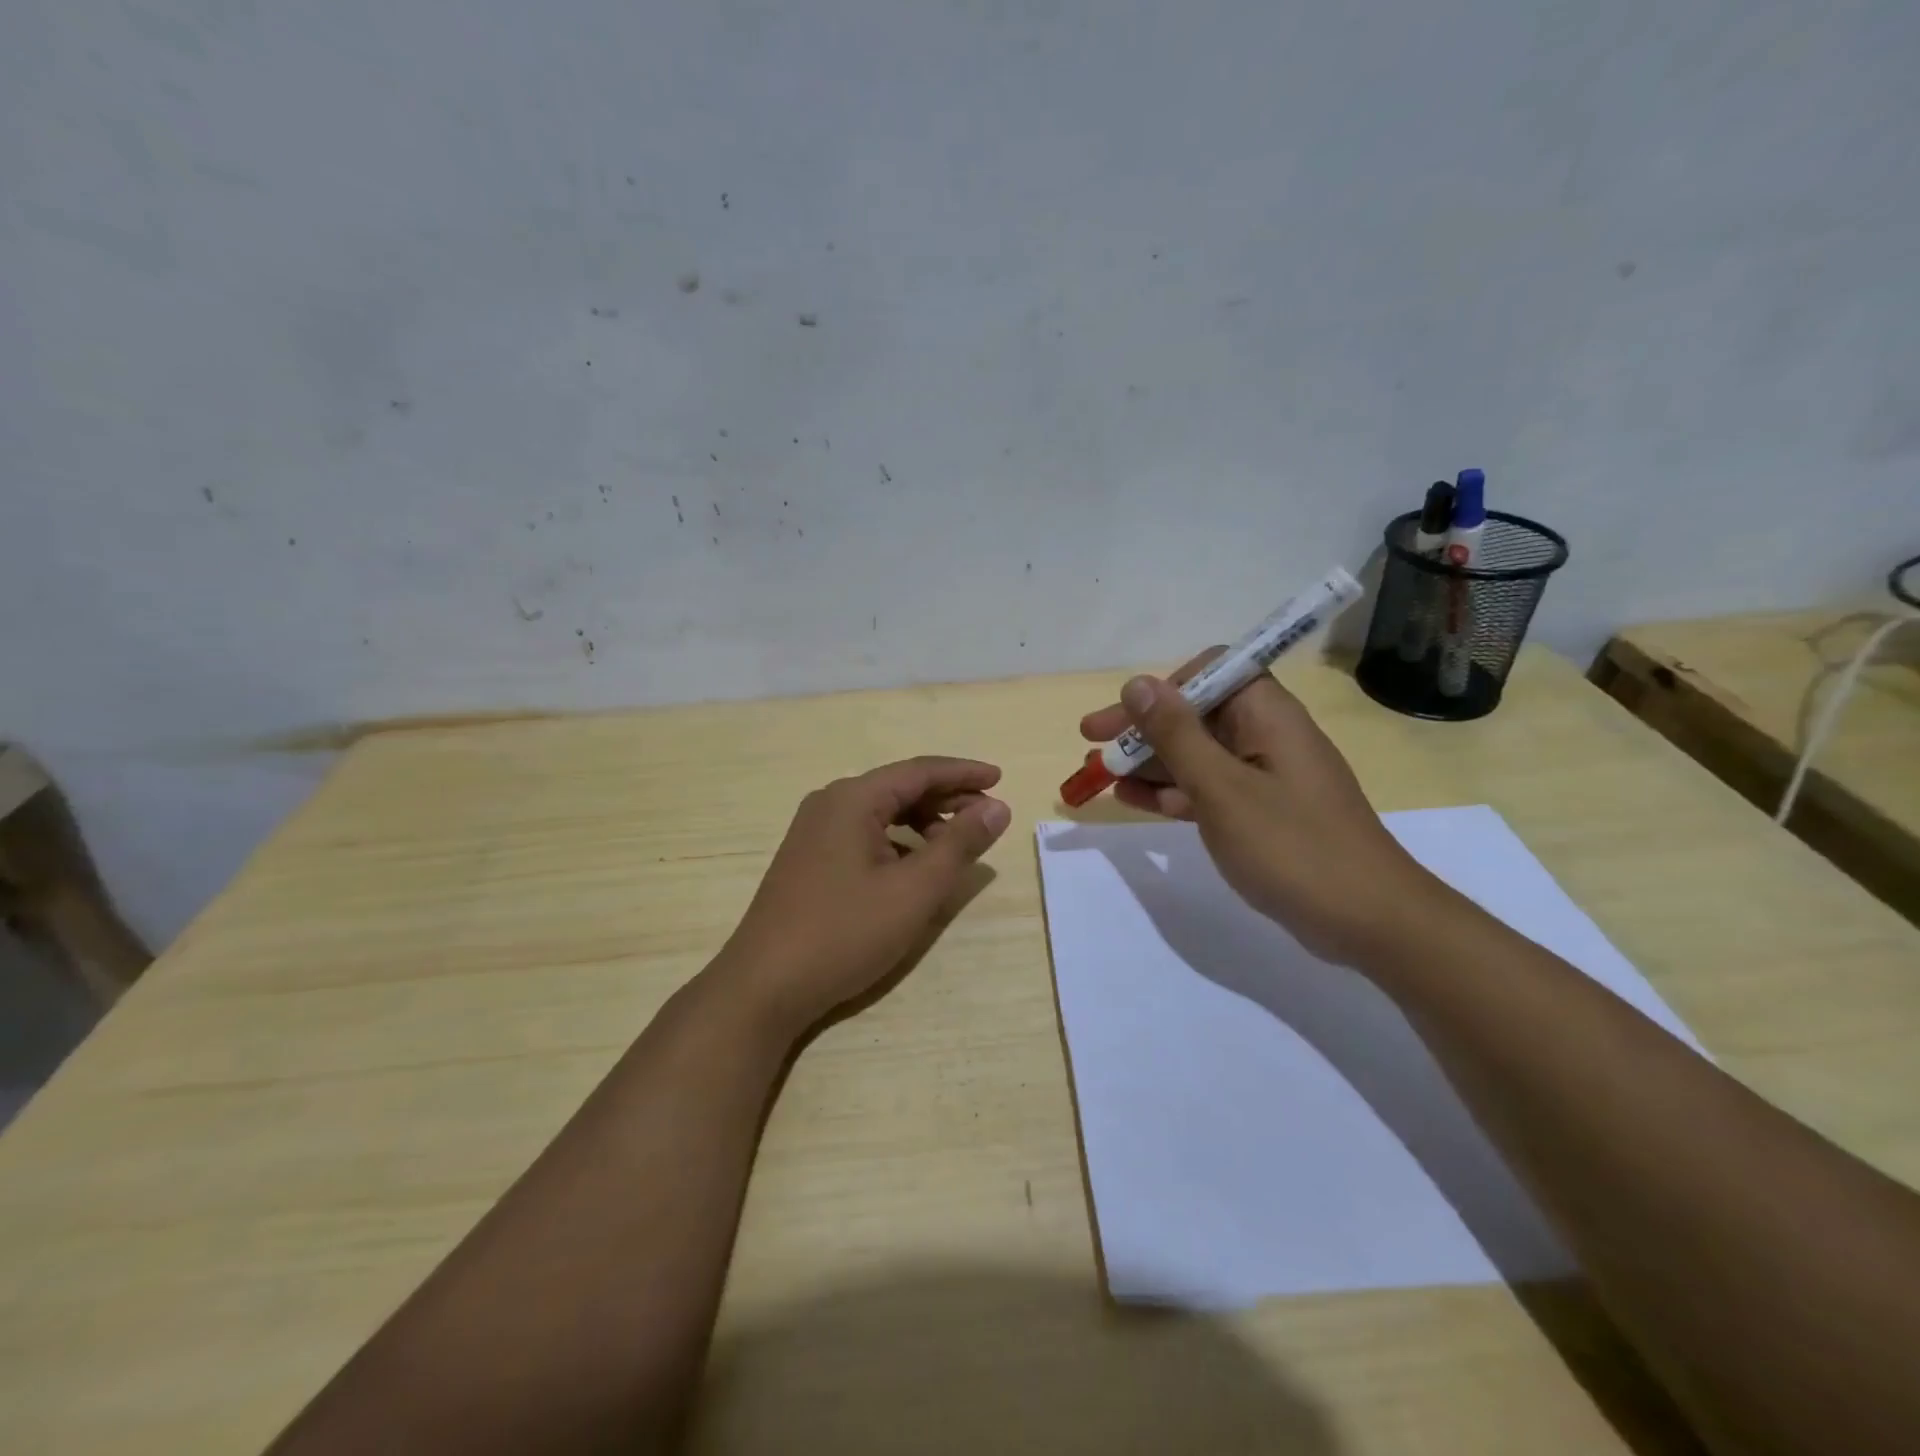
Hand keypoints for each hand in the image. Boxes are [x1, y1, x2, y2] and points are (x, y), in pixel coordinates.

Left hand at [715, 757, 1011, 1035]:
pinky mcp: (808, 859)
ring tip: (955, 845)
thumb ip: (959, 844)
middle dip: (946, 798)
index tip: (1001, 778)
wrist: (763, 986)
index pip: (919, 771)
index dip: (963, 773)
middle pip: (899, 787)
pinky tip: (913, 868)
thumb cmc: (844, 933)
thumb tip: (996, 807)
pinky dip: (897, 842)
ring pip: (881, 813)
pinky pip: (863, 834)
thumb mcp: (914, 890)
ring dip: (922, 822)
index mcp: (853, 799)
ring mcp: (813, 832)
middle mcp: (830, 803)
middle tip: (987, 814)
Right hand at [1079, 654, 1448, 968]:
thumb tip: (1138, 684)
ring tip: (1100, 777)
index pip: (1210, 670)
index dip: (1163, 686)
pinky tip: (1133, 802)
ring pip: (1197, 754)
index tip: (1125, 715)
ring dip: (1149, 762)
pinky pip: (1209, 789)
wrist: (1368, 920)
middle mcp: (1265, 735)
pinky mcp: (1262, 812)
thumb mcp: (1222, 788)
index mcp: (1266, 714)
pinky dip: (1172, 792)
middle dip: (1142, 729)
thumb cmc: (1291, 846)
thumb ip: (1176, 735)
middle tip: (1090, 744)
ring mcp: (1265, 776)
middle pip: (1195, 714)